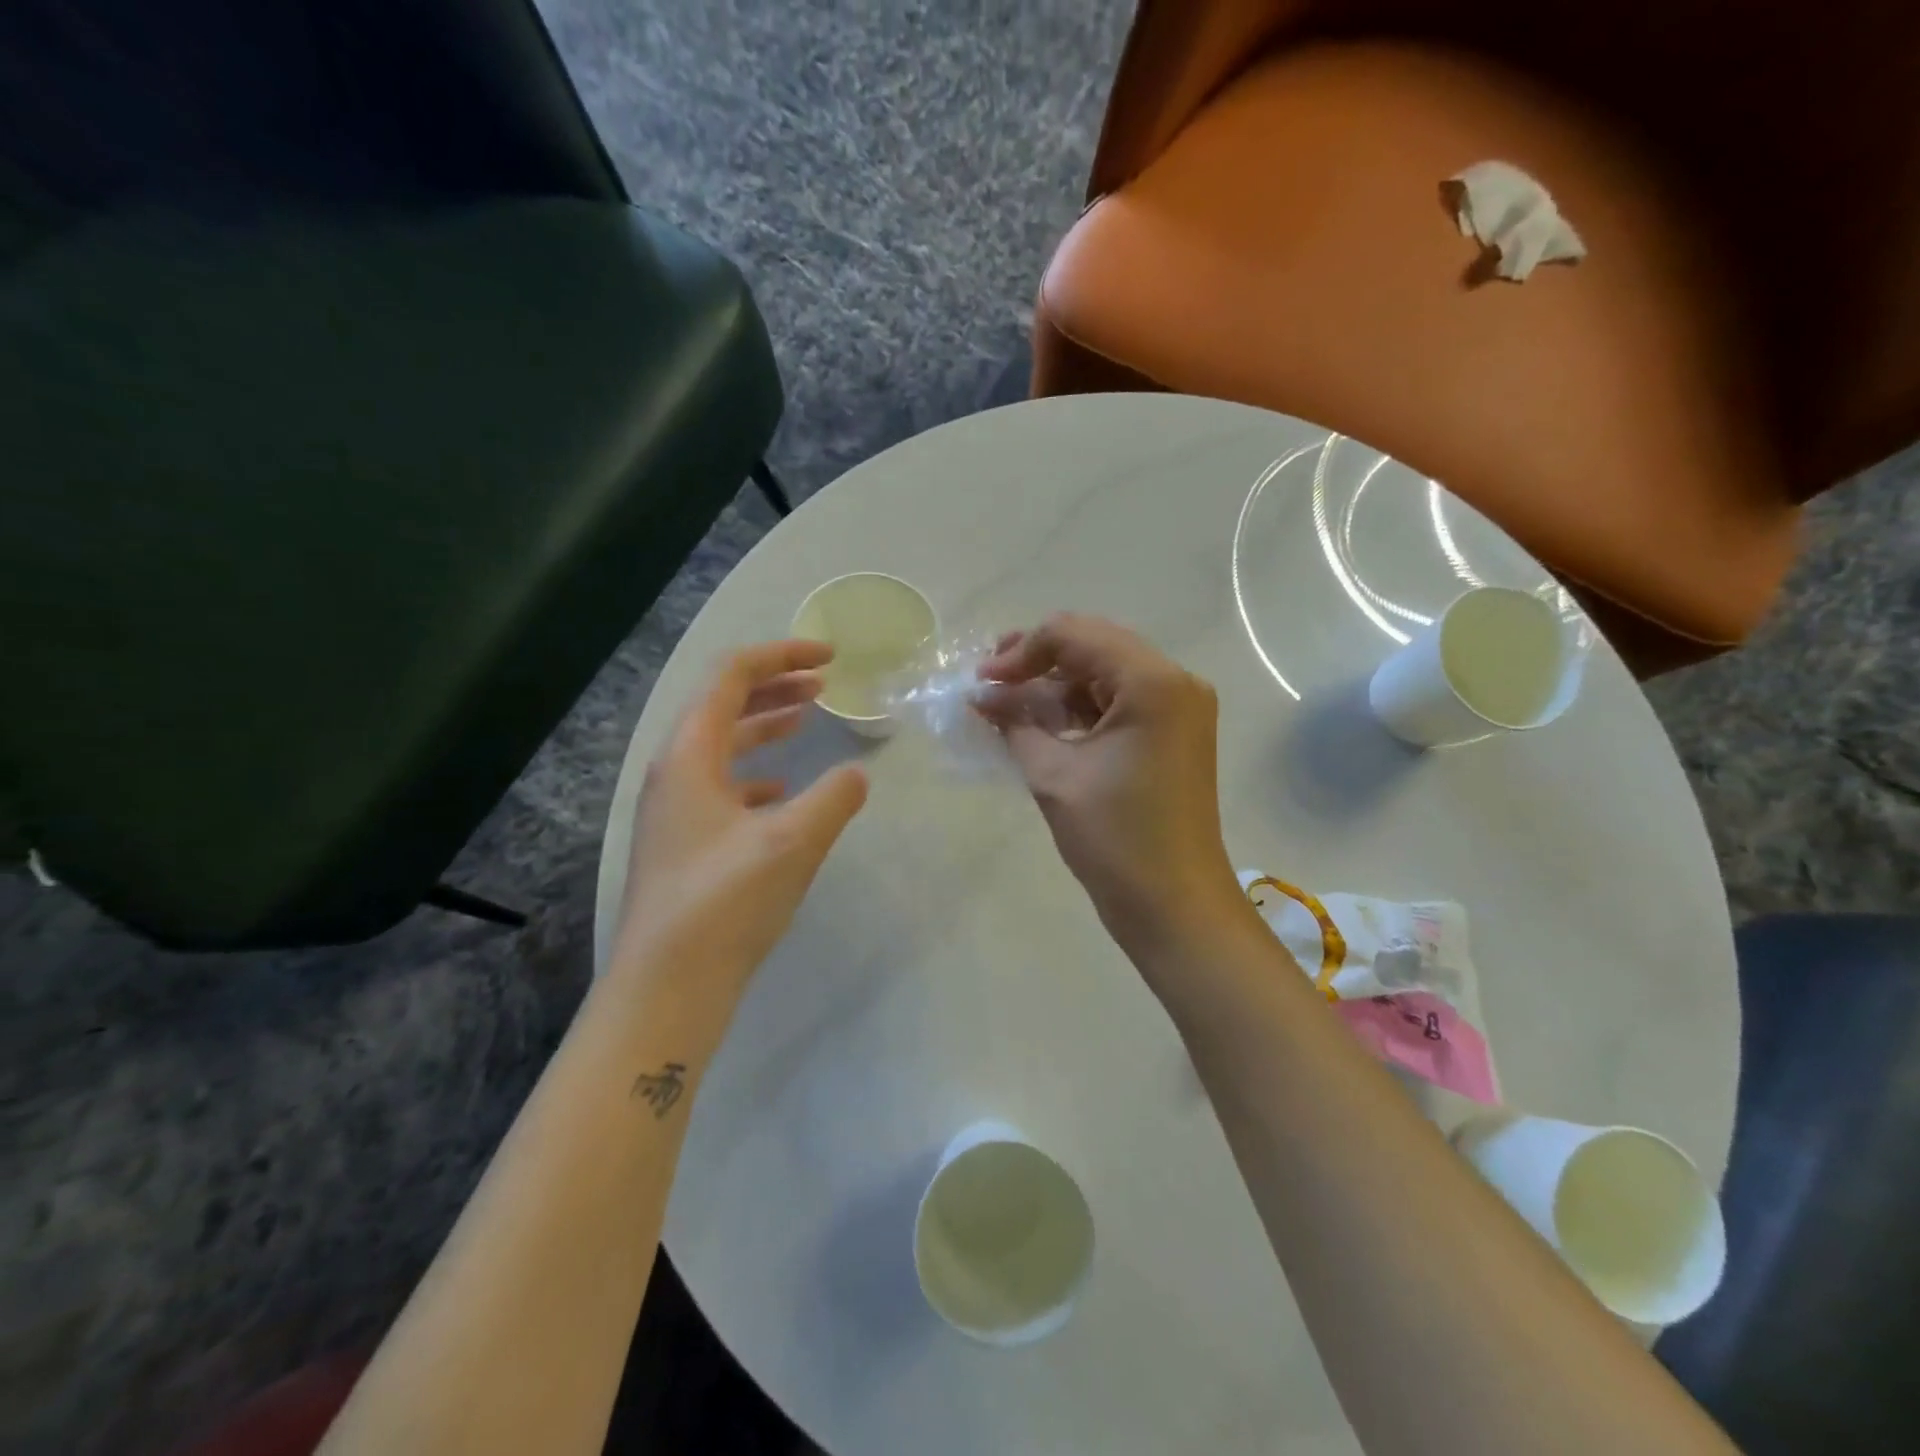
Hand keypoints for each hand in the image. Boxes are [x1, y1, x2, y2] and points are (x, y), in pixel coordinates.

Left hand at [612, 640, 868, 1015]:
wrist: (667, 986)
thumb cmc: (725, 903)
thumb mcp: (793, 842)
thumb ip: (833, 798)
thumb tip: (857, 775)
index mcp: (690, 755)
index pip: (731, 677)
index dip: (781, 656)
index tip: (830, 658)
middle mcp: (674, 772)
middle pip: (723, 705)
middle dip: (775, 686)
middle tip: (823, 683)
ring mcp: (675, 808)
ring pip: (722, 745)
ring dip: (764, 726)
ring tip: (806, 720)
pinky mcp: (684, 841)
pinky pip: (721, 785)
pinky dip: (755, 773)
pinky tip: (780, 790)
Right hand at [980, 614, 1249, 954]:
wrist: (1175, 905)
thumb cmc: (1115, 839)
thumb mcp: (1053, 775)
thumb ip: (1014, 723)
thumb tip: (980, 695)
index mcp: (1152, 682)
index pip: (1074, 635)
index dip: (1020, 652)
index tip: (981, 683)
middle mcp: (1174, 681)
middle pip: (1093, 644)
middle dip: (1037, 659)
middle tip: (990, 682)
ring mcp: (1179, 707)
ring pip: (1105, 671)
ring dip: (1056, 683)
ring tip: (1008, 703)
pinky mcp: (1174, 733)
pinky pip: (1119, 701)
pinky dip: (1079, 706)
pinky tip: (1041, 721)